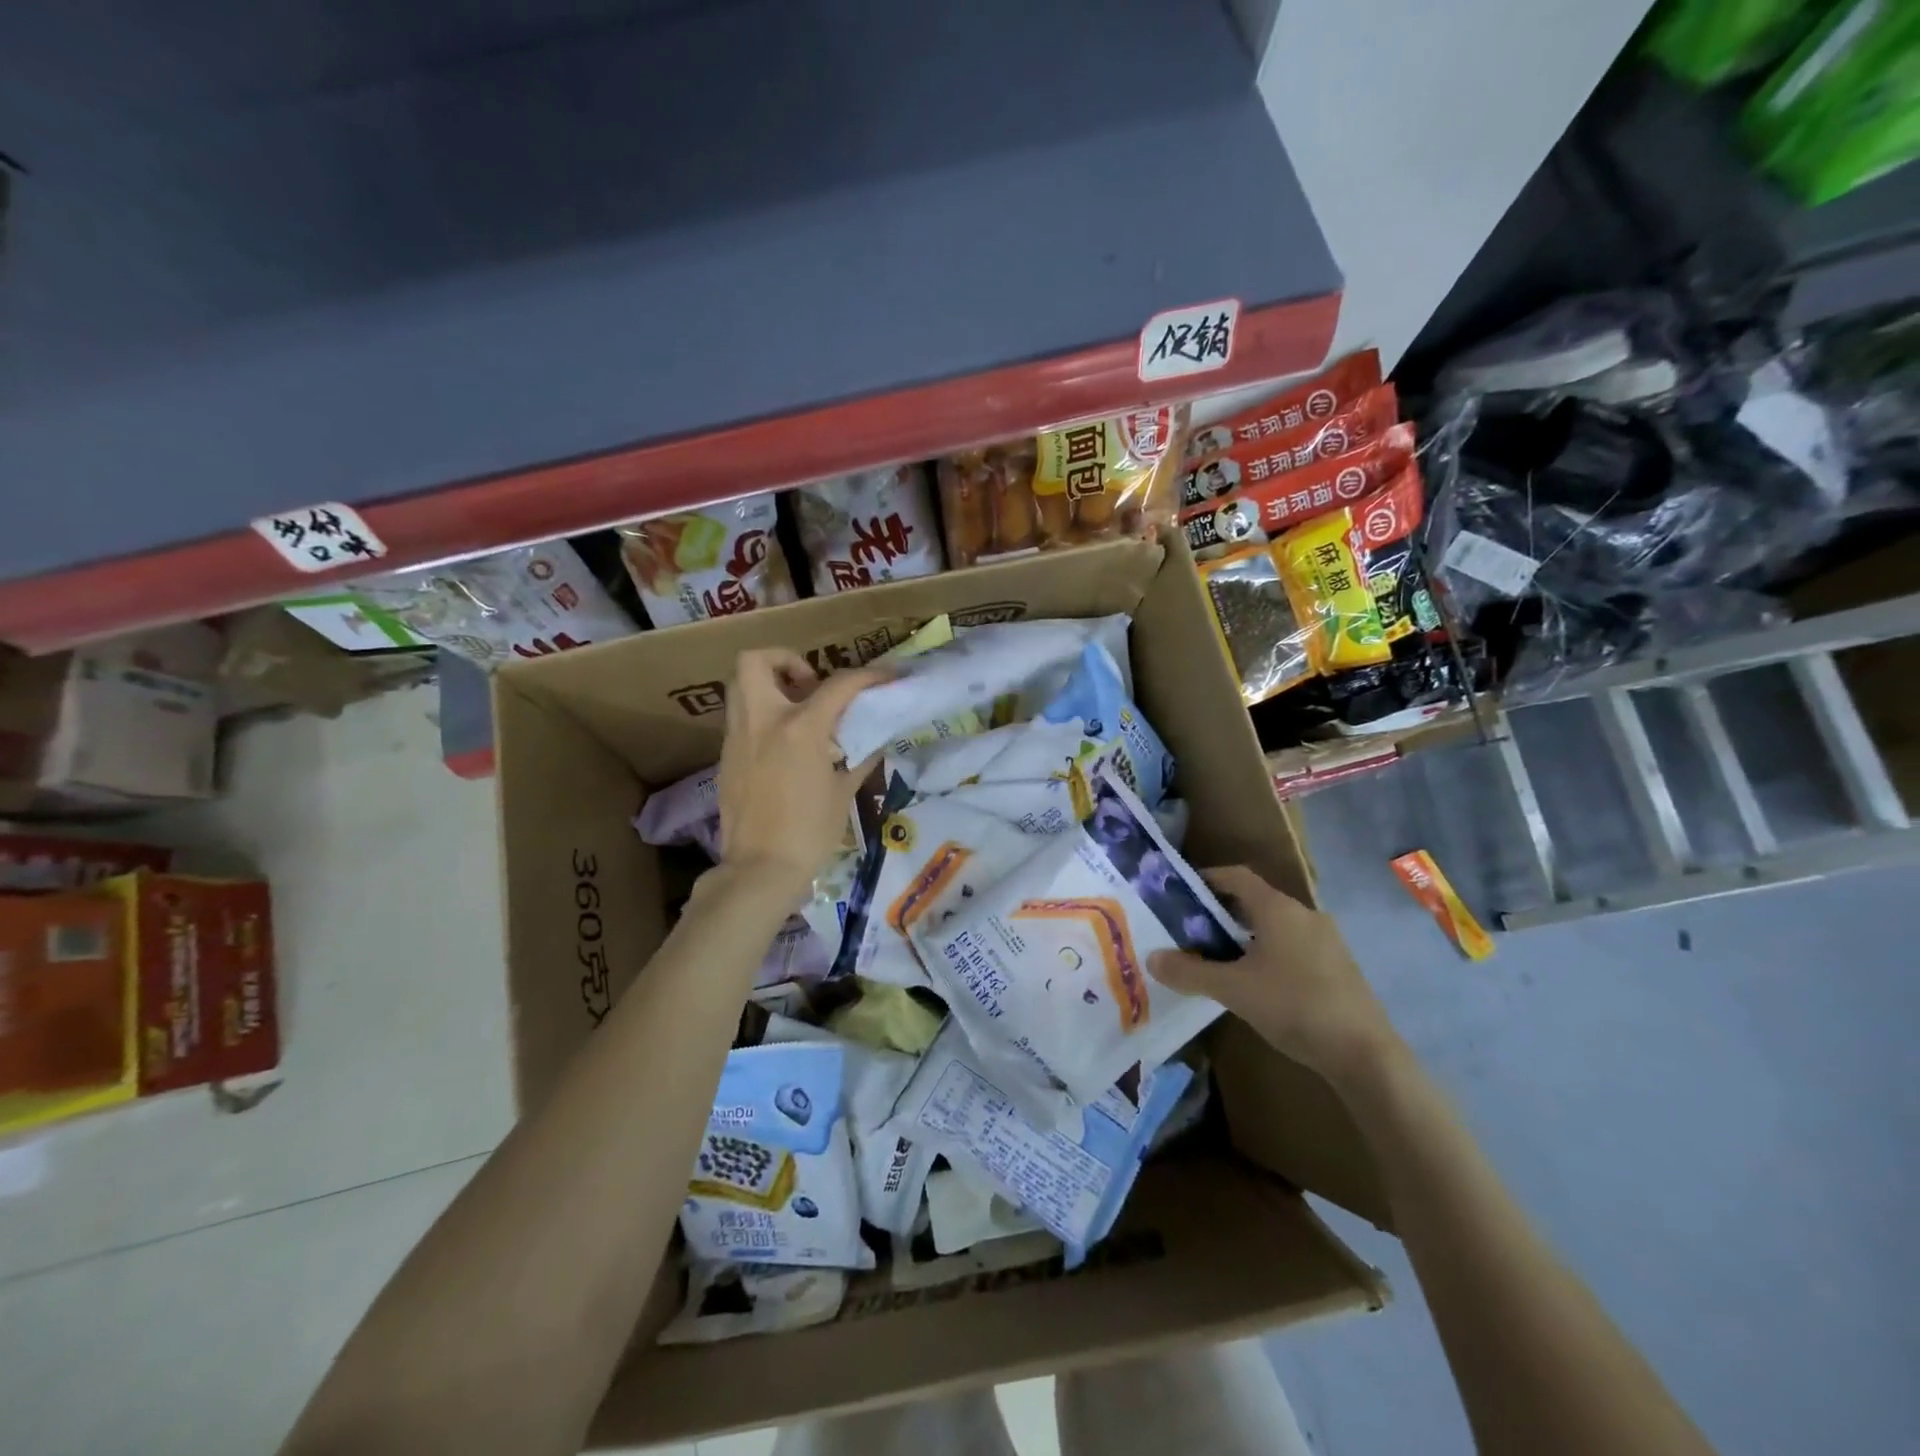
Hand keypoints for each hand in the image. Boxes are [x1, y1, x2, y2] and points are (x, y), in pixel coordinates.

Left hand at [716, 649, 886, 897]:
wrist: (760, 869)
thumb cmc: (810, 833)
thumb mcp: (843, 793)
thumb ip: (860, 758)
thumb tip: (874, 740)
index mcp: (800, 729)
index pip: (838, 685)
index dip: (868, 675)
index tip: (887, 676)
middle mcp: (762, 722)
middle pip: (757, 661)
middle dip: (785, 660)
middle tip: (810, 684)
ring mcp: (738, 738)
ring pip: (740, 686)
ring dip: (769, 685)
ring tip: (796, 711)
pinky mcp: (726, 758)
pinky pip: (740, 718)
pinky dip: (762, 716)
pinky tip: (782, 746)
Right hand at [1149, 865, 1399, 1087]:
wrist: (1365, 1054)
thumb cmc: (1293, 1006)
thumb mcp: (1232, 989)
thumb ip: (1189, 972)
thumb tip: (1151, 958)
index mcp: (1277, 909)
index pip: (1237, 876)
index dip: (1208, 879)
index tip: (1182, 892)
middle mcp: (1304, 914)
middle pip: (1256, 901)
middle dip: (1222, 913)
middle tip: (1192, 931)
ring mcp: (1326, 940)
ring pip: (1276, 926)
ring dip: (1246, 935)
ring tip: (1219, 958)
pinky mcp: (1338, 966)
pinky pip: (1294, 946)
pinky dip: (1269, 952)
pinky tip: (1257, 983)